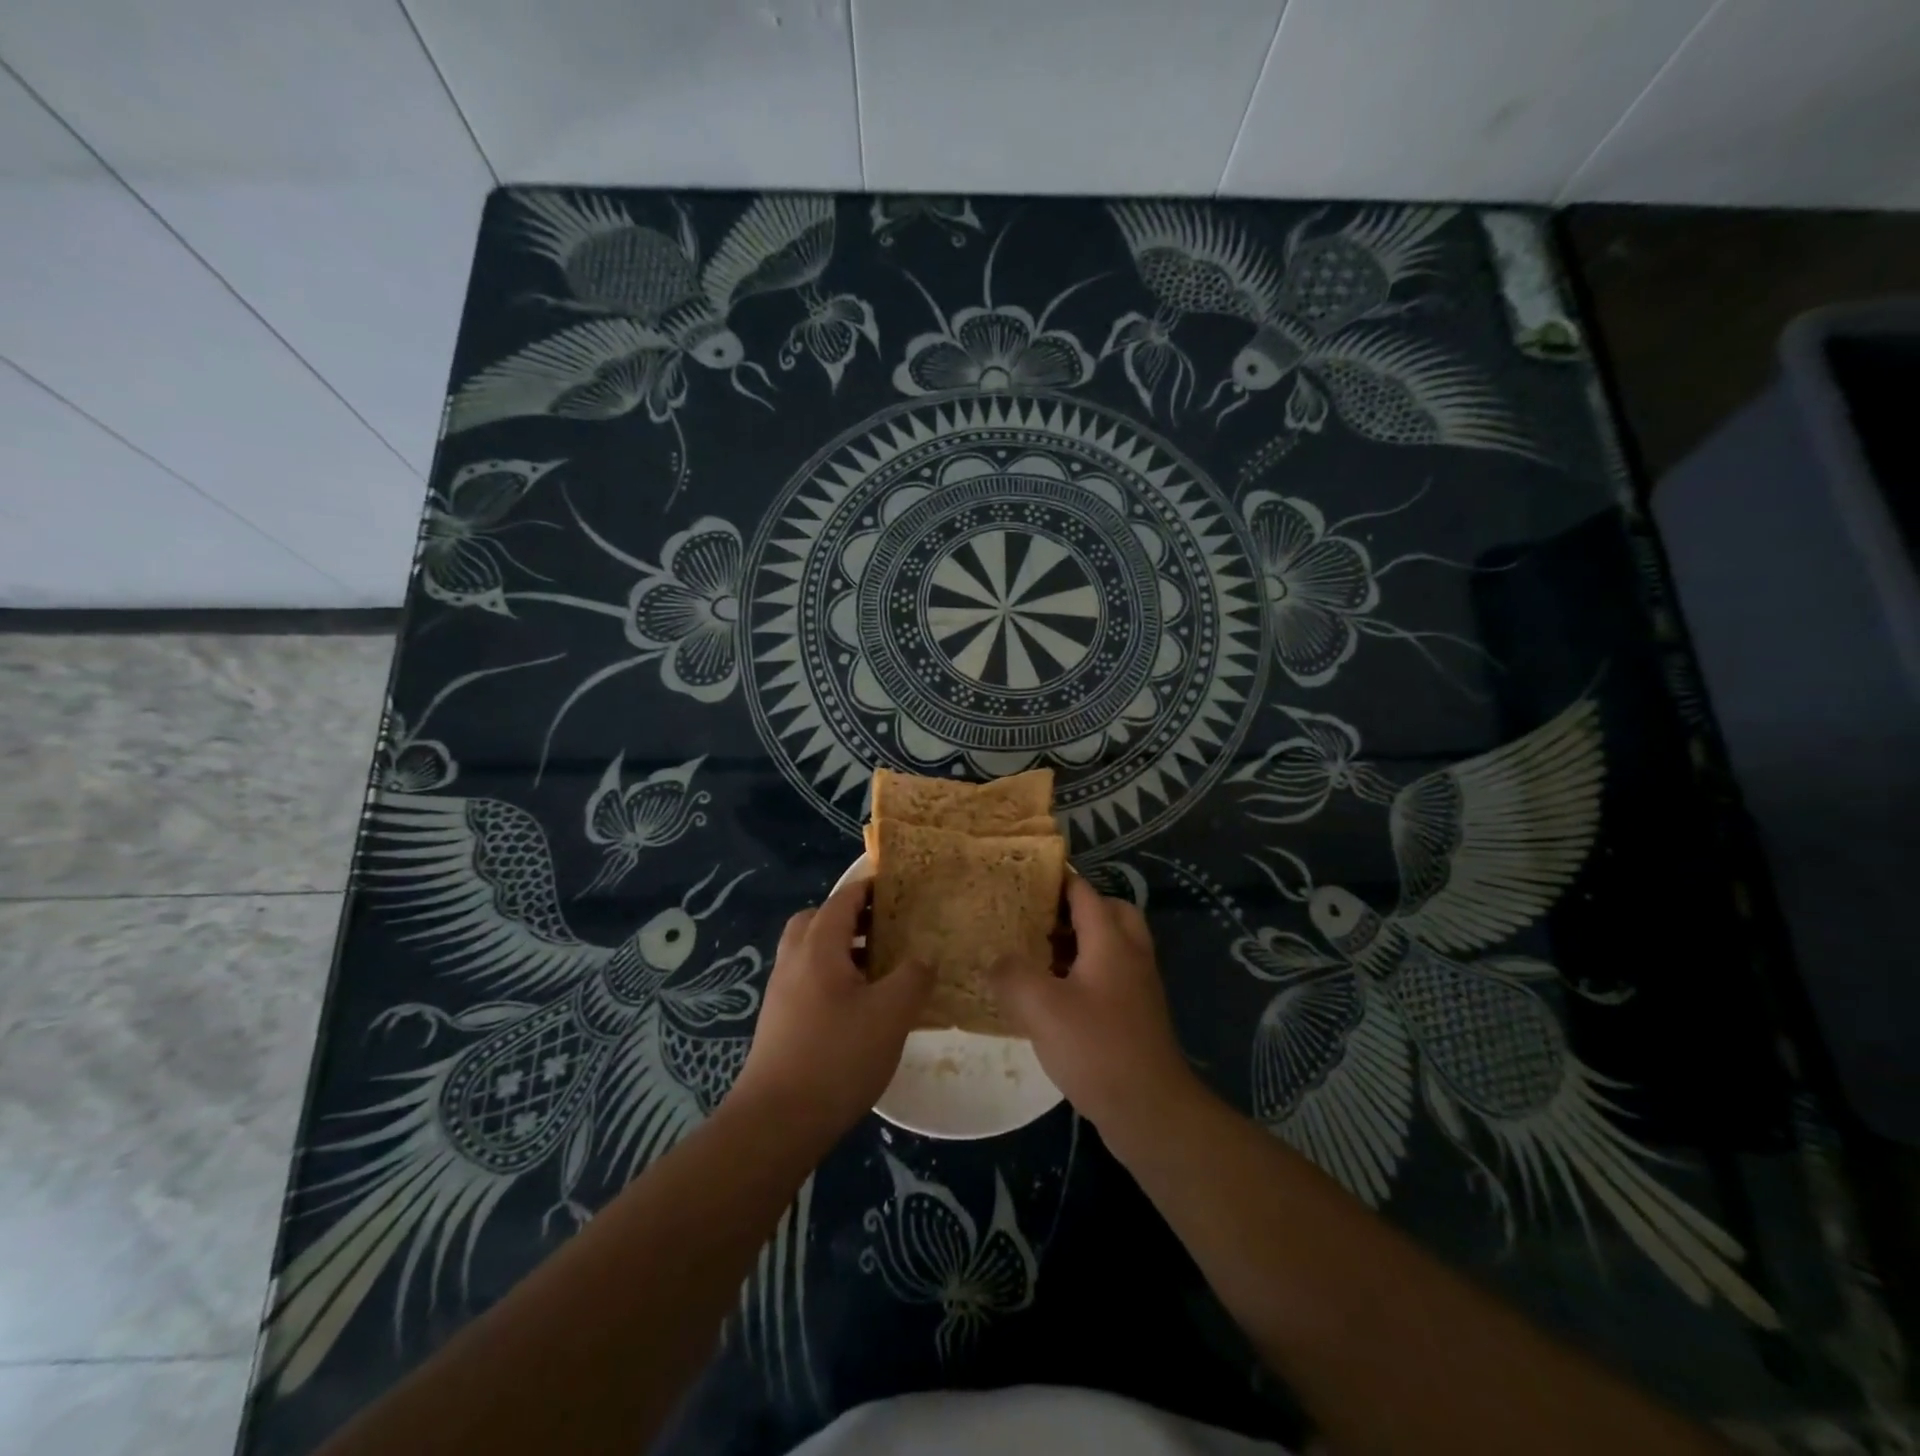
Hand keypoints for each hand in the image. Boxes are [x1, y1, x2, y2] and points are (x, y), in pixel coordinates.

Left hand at [729, 877, 932, 1143]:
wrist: (776, 1122)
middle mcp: (794, 960)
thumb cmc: (837, 1057)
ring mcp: (781, 991)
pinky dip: (833, 976)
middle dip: (852, 916)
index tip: (900, 887)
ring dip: (842, 948)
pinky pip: (808, 979)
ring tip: (880, 967)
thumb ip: (913, 977)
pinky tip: (860, 1006)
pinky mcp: (779, 1020)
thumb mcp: (891, 1014)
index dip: (871, 888)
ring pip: (811, 951)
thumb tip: (924, 957)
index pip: (844, 899)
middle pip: (819, 919)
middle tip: (886, 927)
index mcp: (818, 946)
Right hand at [987, 876, 1196, 1133]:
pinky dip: (1088, 971)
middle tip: (1040, 918)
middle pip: (1110, 912)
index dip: (1057, 879)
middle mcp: (1131, 954)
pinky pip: (1112, 974)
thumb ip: (1011, 975)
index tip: (1026, 875)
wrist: (1150, 1109)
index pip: (1084, 892)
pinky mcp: (1138, 1014)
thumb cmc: (1096, 1048)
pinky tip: (1057, 996)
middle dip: (1076, 908)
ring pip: (1113, 944)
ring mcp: (1139, 986)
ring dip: (1082, 941)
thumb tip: (995, 959)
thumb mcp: (1041, 1008)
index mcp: (1111, 941)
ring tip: (1041, 954)